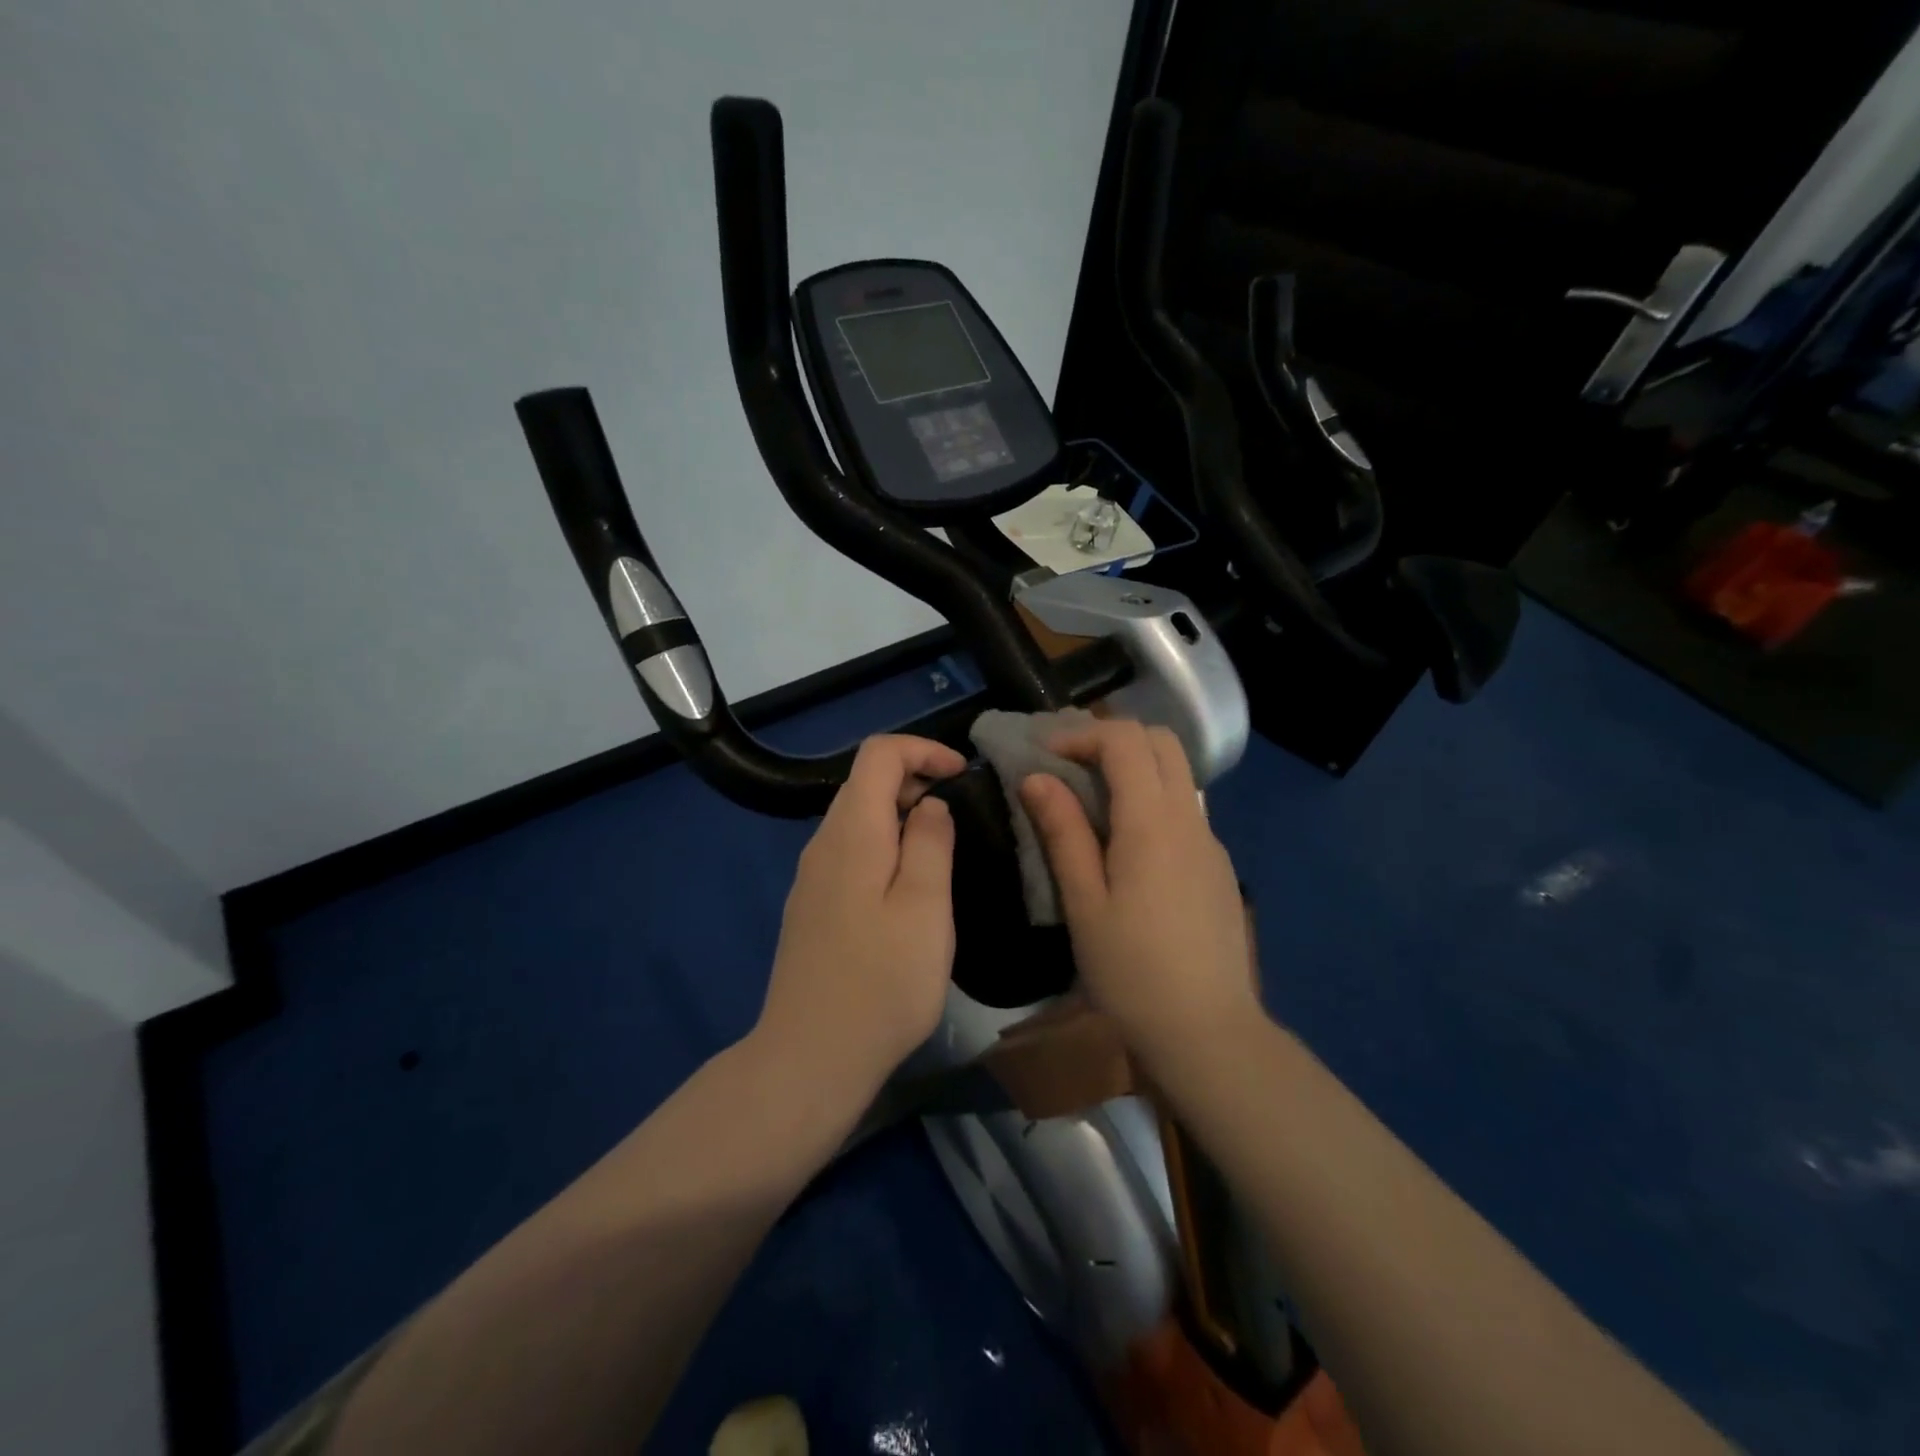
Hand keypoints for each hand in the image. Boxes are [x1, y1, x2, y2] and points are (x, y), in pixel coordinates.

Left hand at [754, 735, 965, 1100]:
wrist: (810, 1057)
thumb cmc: (882, 981)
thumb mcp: (925, 907)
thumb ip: (930, 842)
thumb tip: (929, 804)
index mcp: (852, 832)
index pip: (878, 754)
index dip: (923, 750)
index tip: (962, 775)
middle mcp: (823, 843)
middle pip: (865, 783)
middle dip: (915, 781)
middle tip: (959, 817)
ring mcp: (811, 877)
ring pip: (858, 820)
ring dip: (901, 818)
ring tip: (941, 854)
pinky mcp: (811, 907)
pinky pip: (850, 853)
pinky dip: (884, 848)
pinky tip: (907, 892)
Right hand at [1019, 720, 1261, 1062]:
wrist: (1207, 1031)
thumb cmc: (1131, 970)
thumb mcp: (1084, 903)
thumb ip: (1063, 833)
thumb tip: (1037, 778)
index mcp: (1153, 822)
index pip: (1125, 740)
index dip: (1081, 735)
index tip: (1044, 756)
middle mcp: (1190, 818)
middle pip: (1161, 741)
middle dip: (1112, 738)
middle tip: (1069, 765)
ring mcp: (1211, 841)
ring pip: (1178, 773)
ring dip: (1135, 766)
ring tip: (1091, 798)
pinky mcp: (1218, 866)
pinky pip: (1185, 808)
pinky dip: (1152, 798)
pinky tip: (1125, 843)